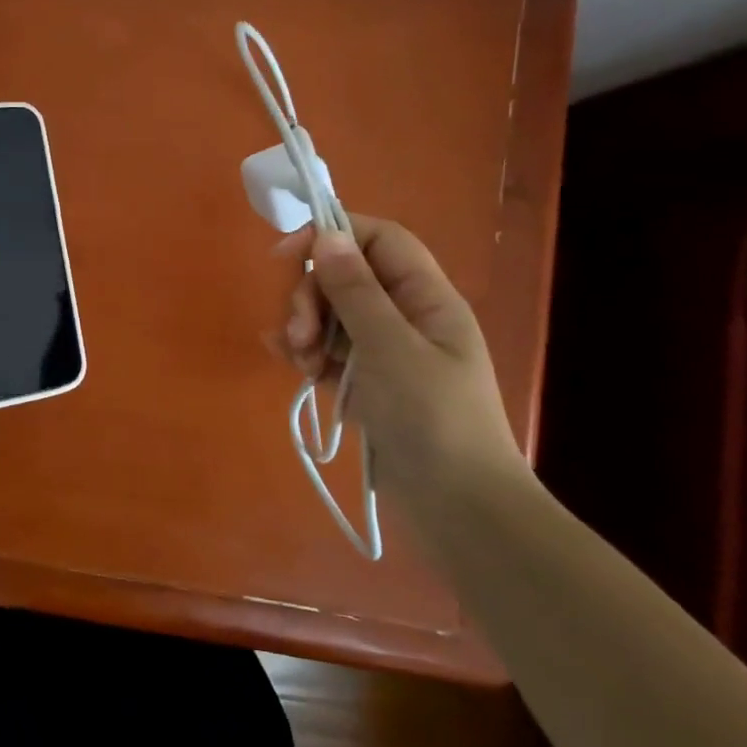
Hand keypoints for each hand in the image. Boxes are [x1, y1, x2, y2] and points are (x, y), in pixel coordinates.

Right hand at [270, 216, 521, 492]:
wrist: (460, 512)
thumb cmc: (433, 420)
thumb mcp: (391, 349)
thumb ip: (356, 291)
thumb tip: (327, 235)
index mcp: (426, 298)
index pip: (378, 240)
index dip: (332, 234)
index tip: (286, 256)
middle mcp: (406, 316)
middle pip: (347, 276)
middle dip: (312, 294)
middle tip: (297, 331)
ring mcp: (386, 352)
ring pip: (332, 314)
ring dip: (305, 326)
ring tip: (297, 359)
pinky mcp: (368, 383)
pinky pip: (329, 351)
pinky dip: (306, 351)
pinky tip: (288, 362)